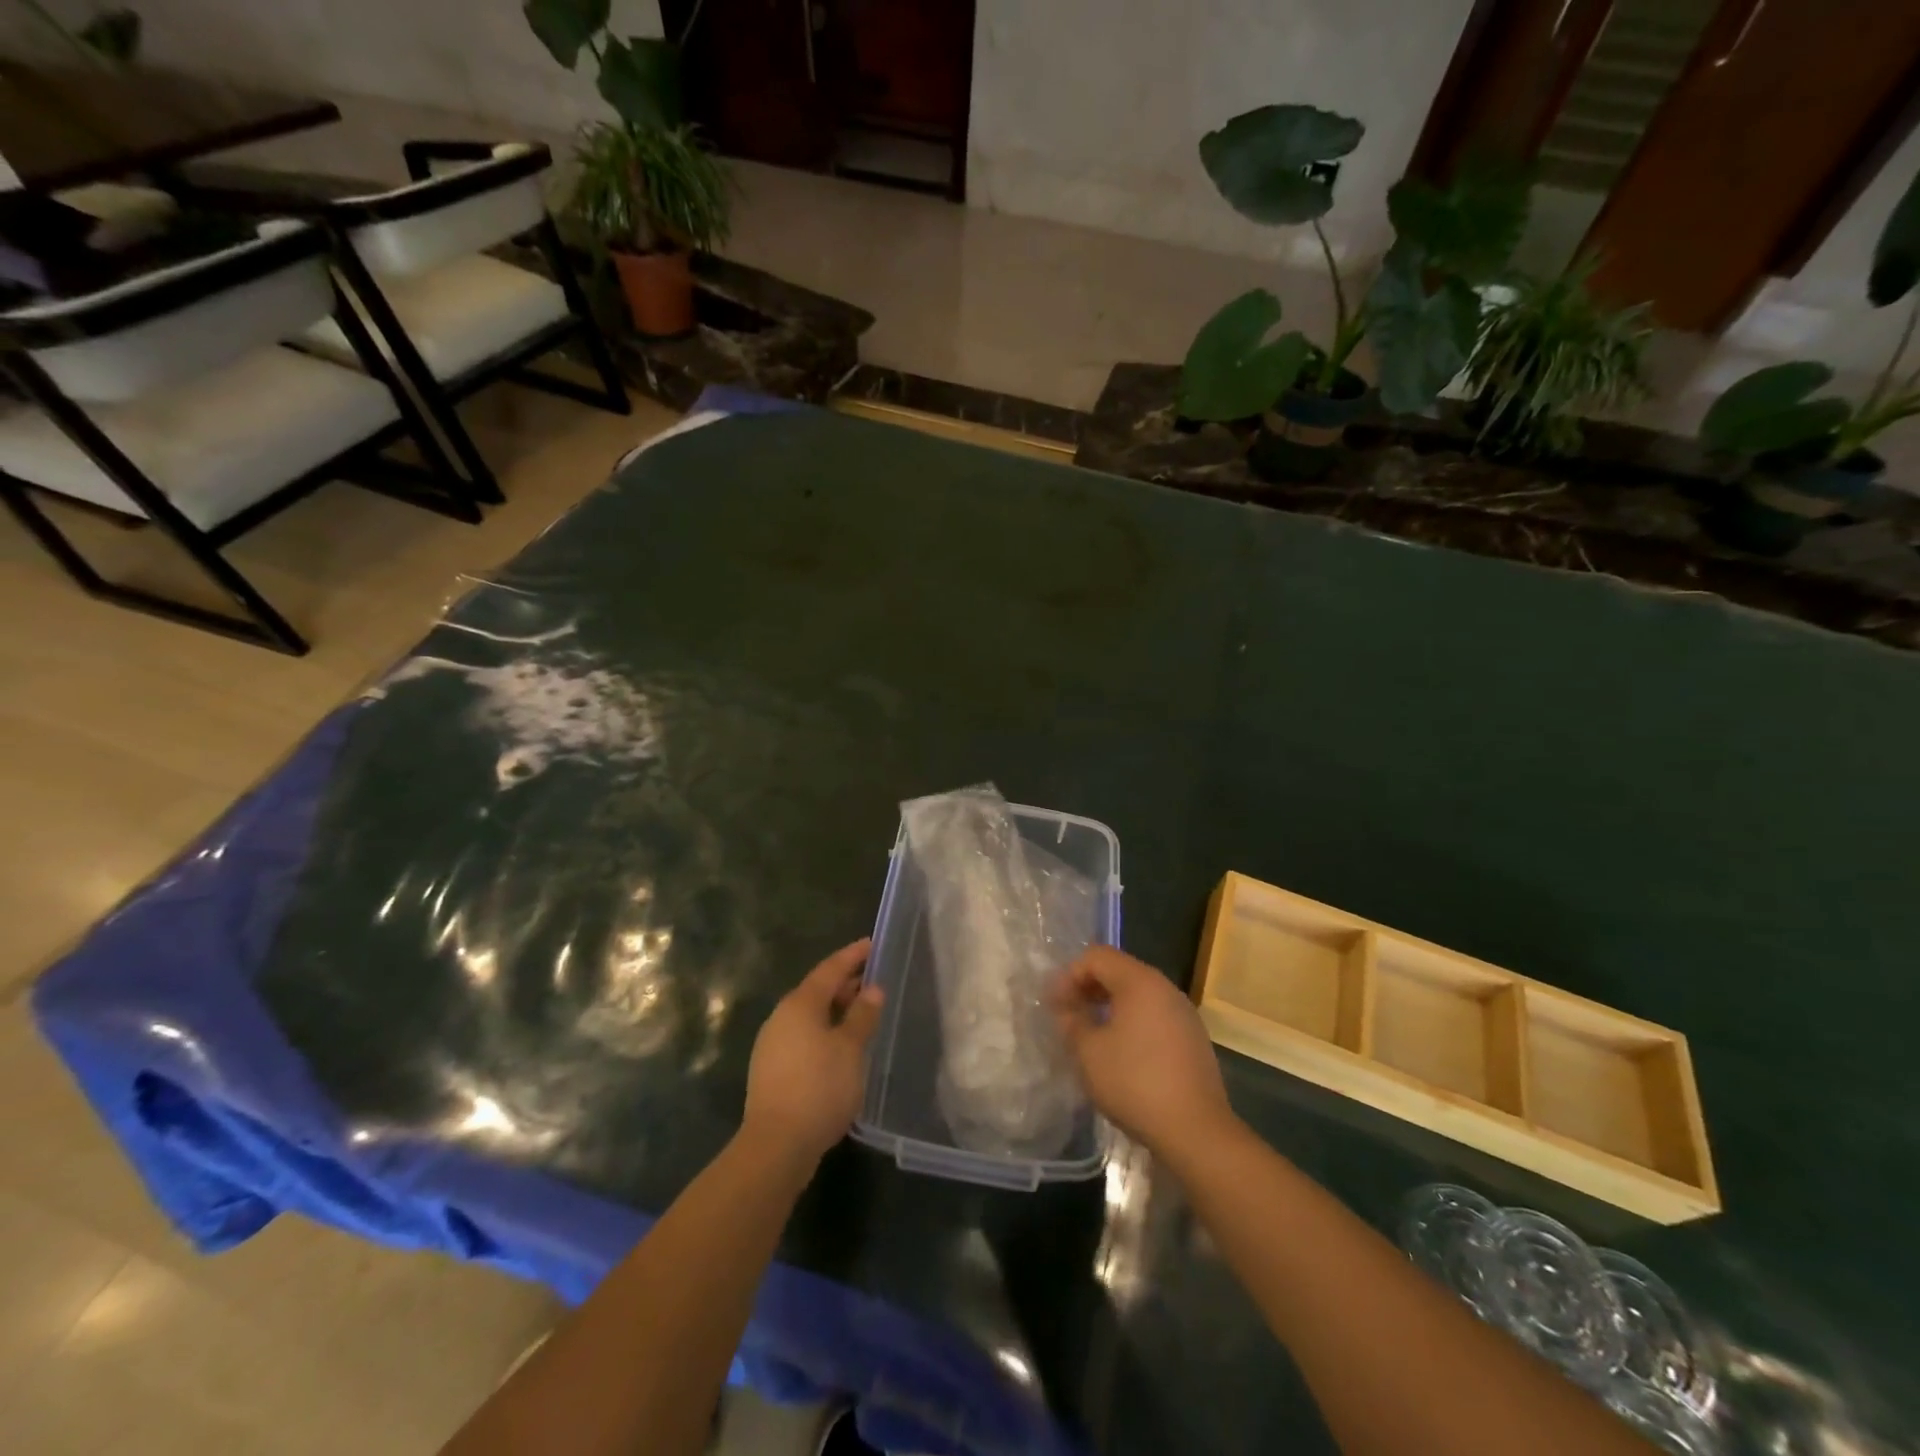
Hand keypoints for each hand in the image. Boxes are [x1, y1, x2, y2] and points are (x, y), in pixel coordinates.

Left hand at [742, 939, 884, 1165]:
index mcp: (800, 1003)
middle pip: (817, 991)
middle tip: (873, 981)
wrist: (776, 1146)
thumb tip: (872, 988)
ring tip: (862, 1015)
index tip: (872, 943)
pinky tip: (841, 1048)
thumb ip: (862, 1015)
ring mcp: (773, 1044)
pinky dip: (824, 1032)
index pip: (830, 968)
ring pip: (810, 1016)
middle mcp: (782, 1017)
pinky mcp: (772, 1070)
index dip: (853, 955)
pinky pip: (803, 1037)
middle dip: (845, 984)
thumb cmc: (819, 1087)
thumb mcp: (850, 1048)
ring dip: (835, 1011)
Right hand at [1052, 945, 1235, 1156]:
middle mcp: (1165, 988)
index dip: (1069, 975)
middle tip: (1068, 1016)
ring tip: (1091, 1034)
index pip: (1097, 956)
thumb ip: (1071, 1021)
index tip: (1054, 1005)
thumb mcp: (1089, 1052)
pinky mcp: (1193, 1038)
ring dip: (1109, 1006)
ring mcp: (1184, 1013)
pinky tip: (1121, 1053)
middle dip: (1088, 988)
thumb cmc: (1135, 1083)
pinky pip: (1154, 1015)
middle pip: (1119, 971)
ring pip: (1138, 994)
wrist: (1196, 1131)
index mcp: (1140, 981)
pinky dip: (1131, 1022)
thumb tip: (1066, 1008)